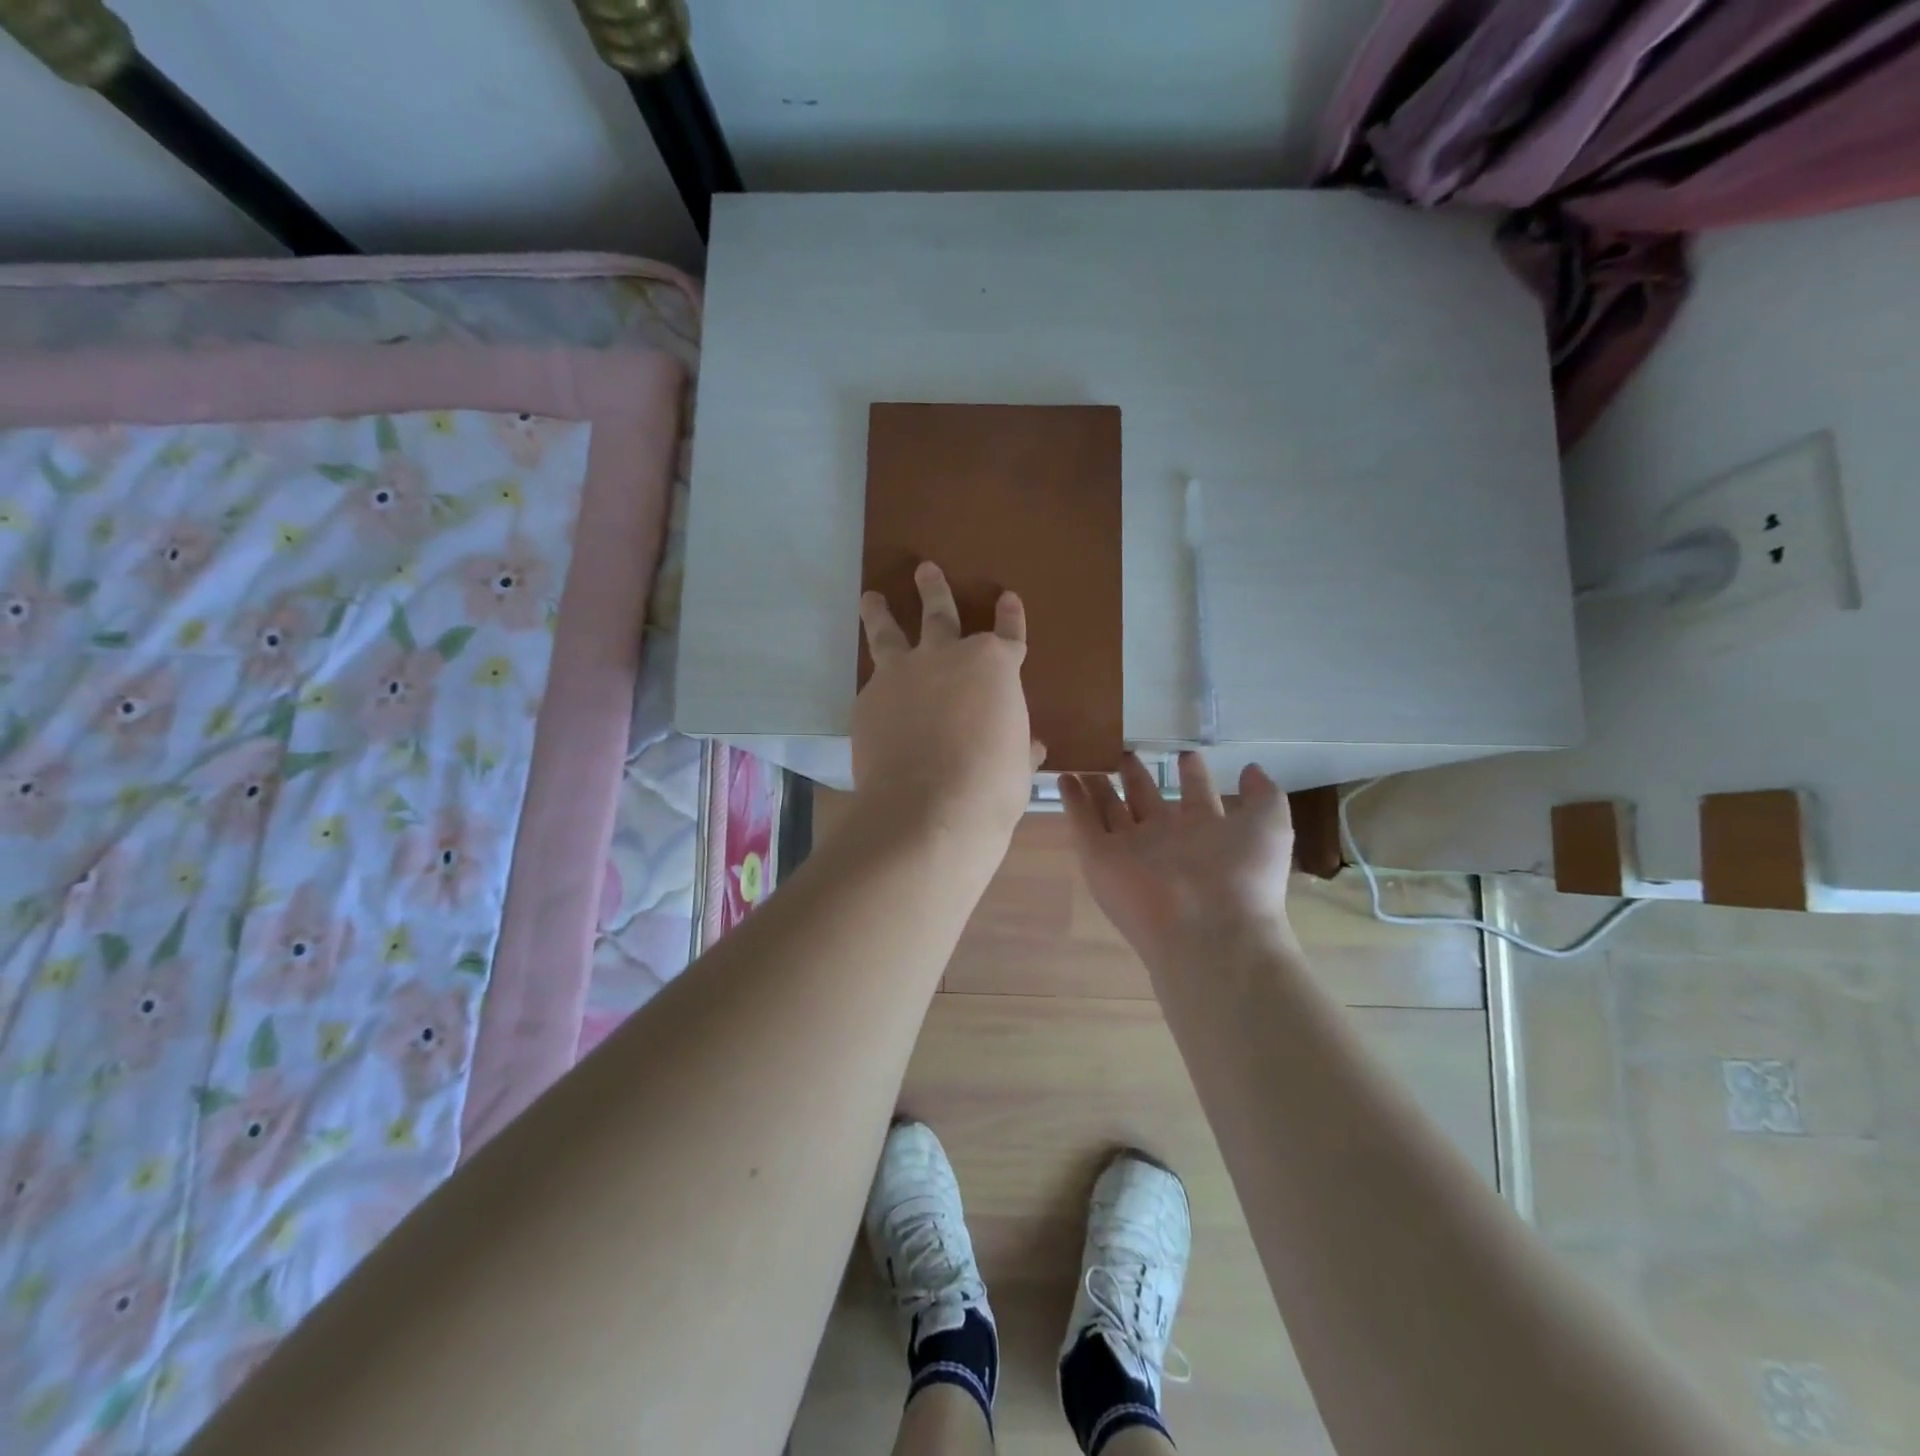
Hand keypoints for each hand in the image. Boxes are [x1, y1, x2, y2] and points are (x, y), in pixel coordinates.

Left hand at [853, 562, 1043, 847]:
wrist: (928, 810)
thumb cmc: (990, 787)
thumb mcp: (1017, 766)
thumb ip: (1019, 747)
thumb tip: (1030, 746)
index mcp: (995, 668)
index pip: (1007, 634)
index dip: (1010, 616)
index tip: (1008, 599)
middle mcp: (947, 658)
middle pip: (940, 613)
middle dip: (934, 589)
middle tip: (925, 569)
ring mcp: (902, 675)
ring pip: (888, 632)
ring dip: (880, 612)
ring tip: (871, 597)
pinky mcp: (868, 700)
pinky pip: (873, 685)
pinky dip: (877, 685)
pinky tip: (873, 695)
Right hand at [1061, 752, 1295, 968]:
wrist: (1207, 931)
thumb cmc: (1241, 876)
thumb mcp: (1269, 826)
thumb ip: (1264, 795)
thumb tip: (1252, 767)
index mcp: (1206, 833)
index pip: (1196, 797)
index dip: (1192, 775)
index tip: (1184, 752)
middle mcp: (1166, 840)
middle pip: (1145, 801)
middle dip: (1136, 777)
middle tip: (1122, 751)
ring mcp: (1130, 850)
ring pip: (1110, 810)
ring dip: (1098, 786)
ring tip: (1087, 758)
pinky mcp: (1099, 859)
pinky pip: (1082, 823)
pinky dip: (1071, 800)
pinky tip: (1064, 776)